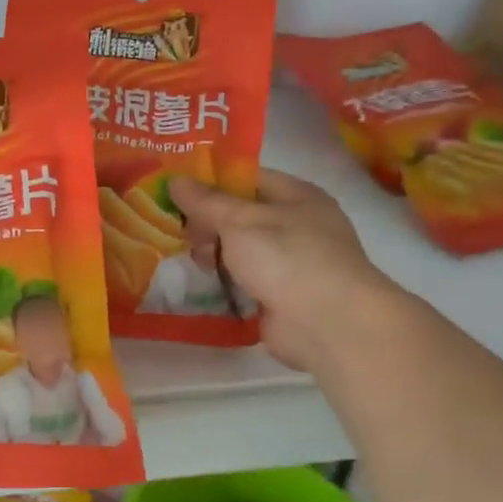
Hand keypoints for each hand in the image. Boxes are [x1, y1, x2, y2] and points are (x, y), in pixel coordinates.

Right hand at [170, 170, 404, 373]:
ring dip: (215, 253)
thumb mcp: (239, 221)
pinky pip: (245, 278)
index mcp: (295, 195)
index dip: (210, 181)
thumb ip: (205, 202)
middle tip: (181, 233)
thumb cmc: (287, 258)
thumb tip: (175, 180)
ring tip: (193, 260)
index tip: (174, 190)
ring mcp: (290, 261)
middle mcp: (296, 224)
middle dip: (208, 222)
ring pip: (241, 248)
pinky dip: (226, 279)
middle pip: (241, 214)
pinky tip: (204, 282)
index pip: (246, 177)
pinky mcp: (281, 294)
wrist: (328, 324)